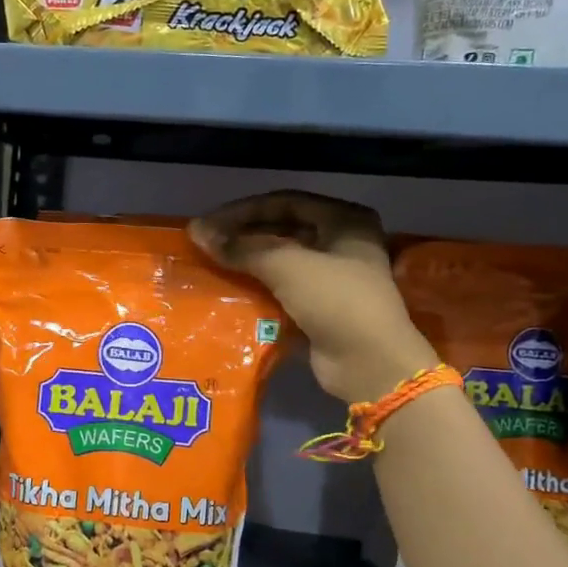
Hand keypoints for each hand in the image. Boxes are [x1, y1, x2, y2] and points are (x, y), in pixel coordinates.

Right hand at [191, 191, 437, 403]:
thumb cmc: (336, 301)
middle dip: (243, 237)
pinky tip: (230, 293)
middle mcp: (342, 243)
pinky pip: (283, 291)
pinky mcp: (322, 309)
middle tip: (205, 245)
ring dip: (248, 264)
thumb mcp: (287, 266)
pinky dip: (258, 290)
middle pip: (283, 230)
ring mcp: (334, 278)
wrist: (369, 364)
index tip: (208, 224)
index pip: (284, 202)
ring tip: (211, 267)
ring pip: (281, 262)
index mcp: (345, 220)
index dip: (243, 210)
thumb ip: (241, 247)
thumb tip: (197, 231)